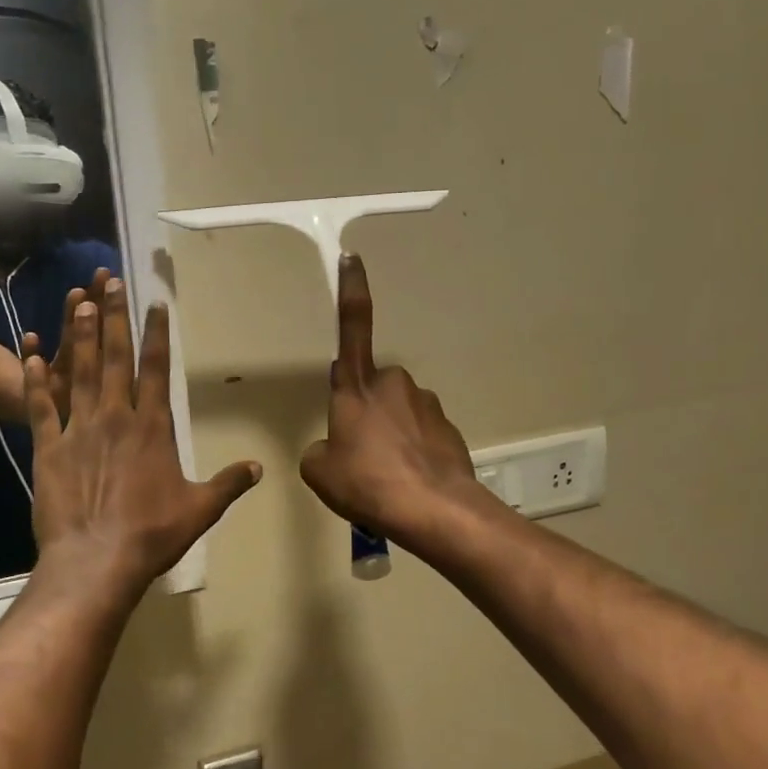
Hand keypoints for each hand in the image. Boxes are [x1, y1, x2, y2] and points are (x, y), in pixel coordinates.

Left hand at [24, 278, 261, 599]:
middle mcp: (115, 418)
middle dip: (113, 318)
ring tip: (77, 302)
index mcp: (152, 427)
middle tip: (109, 283)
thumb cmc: (153, 534)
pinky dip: (36, 380)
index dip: (156, 334)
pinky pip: (41, 407)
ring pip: (78, 372)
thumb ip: (229, 483)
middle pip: (114, 358)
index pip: (156, 369)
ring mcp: (78, 430)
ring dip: (78, 337)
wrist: (95, 561)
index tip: (153, 304)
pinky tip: (30, 355)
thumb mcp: (201, 509)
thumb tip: (259, 467)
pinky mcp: (48, 449)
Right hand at [300, 255, 482, 551]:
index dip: (351, 291)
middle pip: (372, 389)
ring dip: (390, 435)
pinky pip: (421, 433)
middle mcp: (393, 384)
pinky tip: (410, 479)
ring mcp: (425, 403)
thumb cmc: (368, 484)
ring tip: (387, 476)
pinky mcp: (448, 426)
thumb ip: (320, 450)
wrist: (434, 509)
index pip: (351, 327)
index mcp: (356, 387)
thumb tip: (333, 448)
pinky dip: (413, 451)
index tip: (352, 258)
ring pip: (398, 412)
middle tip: (361, 456)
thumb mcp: (320, 472)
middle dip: (366, 412)